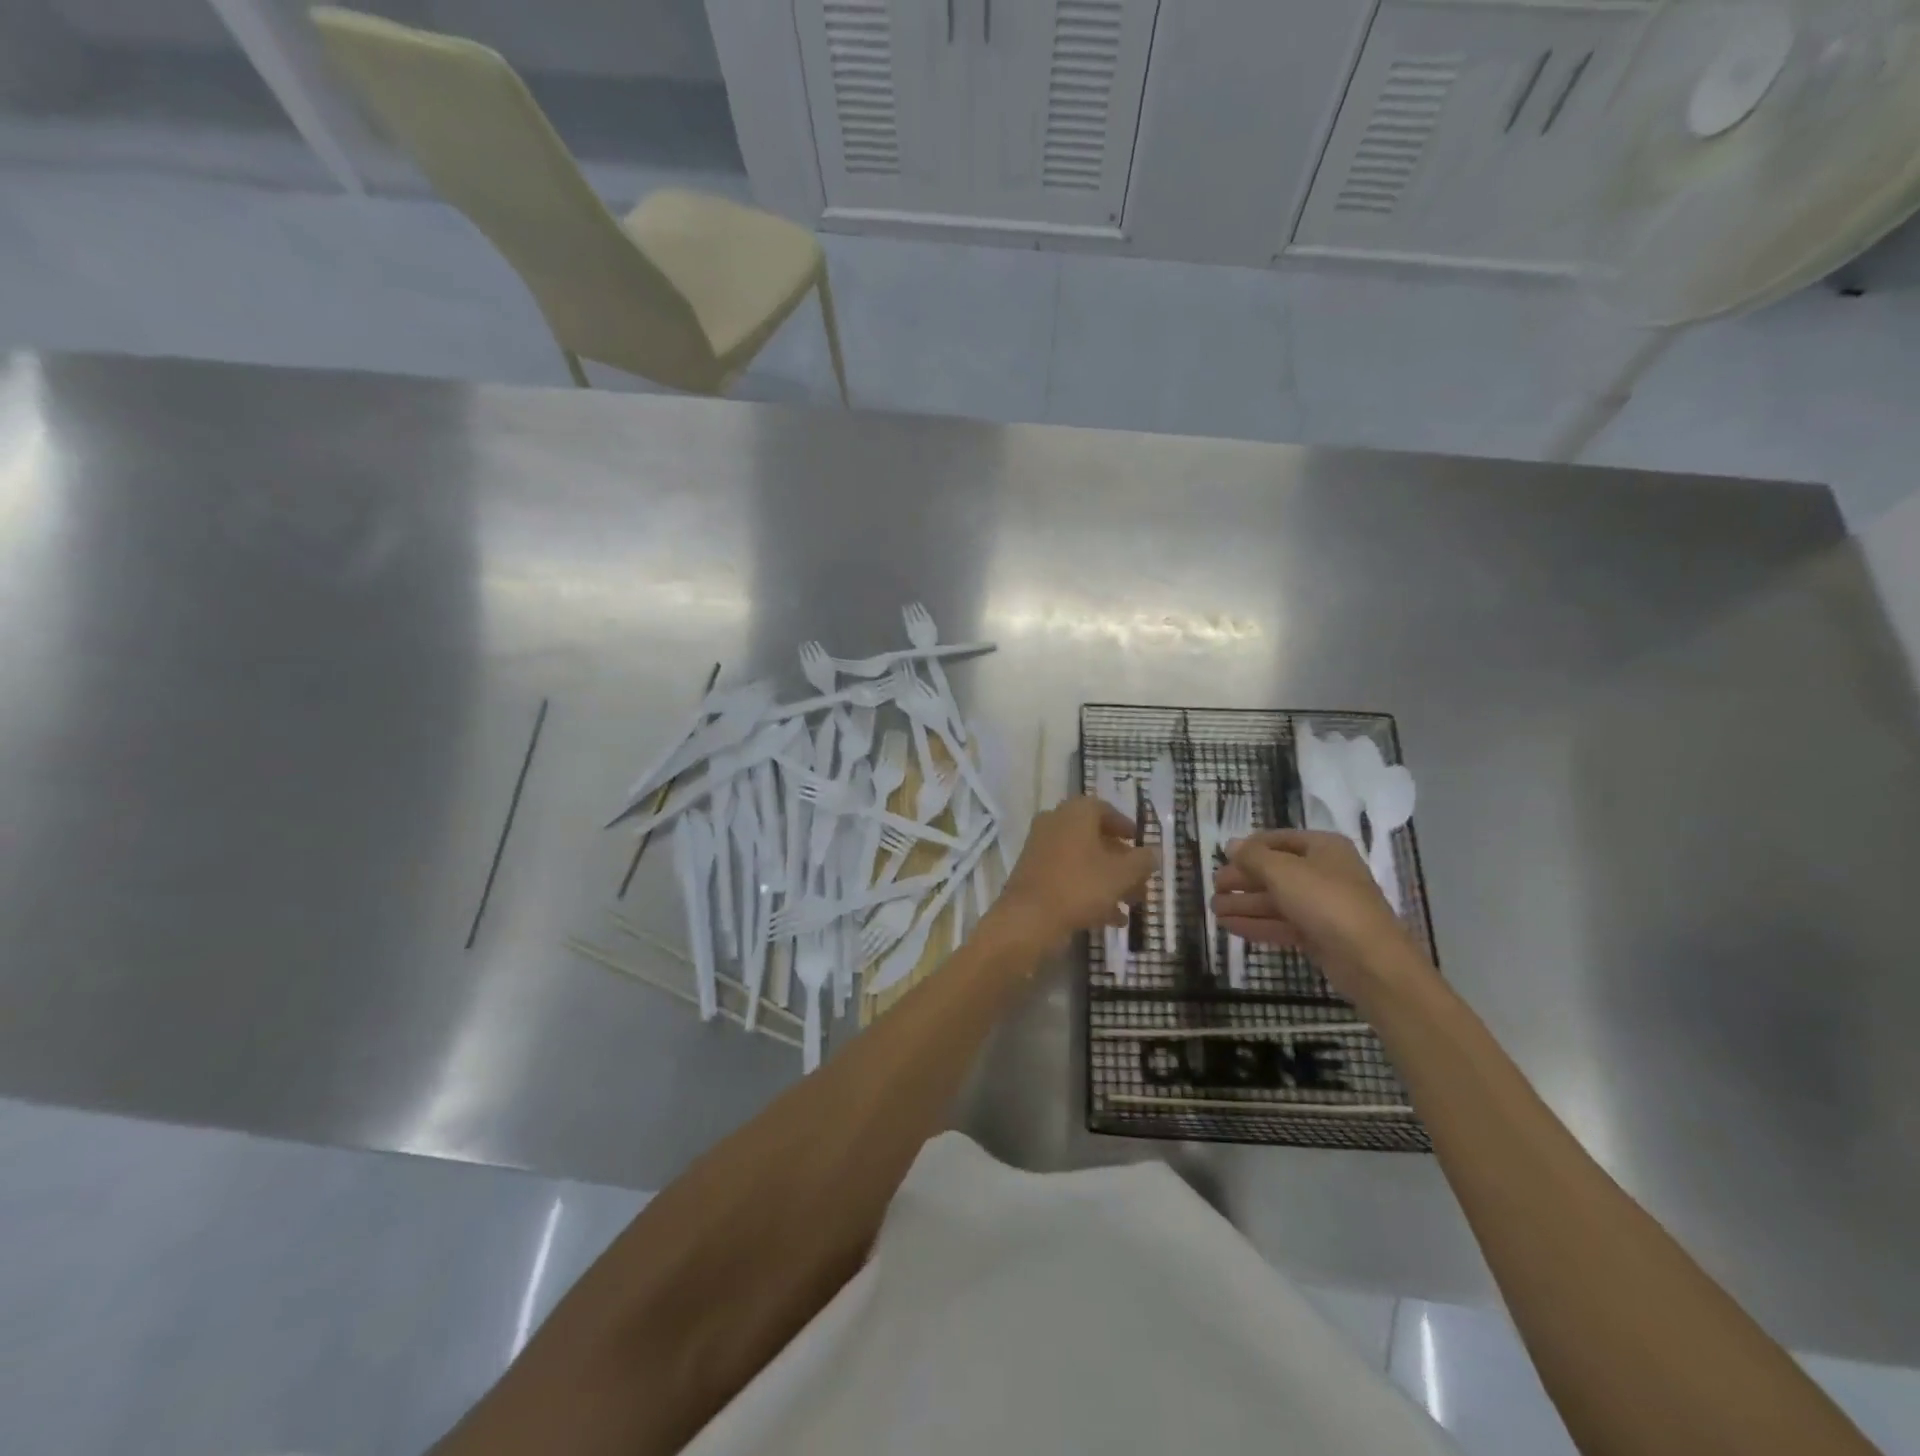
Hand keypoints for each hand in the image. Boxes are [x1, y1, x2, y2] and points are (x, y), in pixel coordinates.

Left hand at [987, 797, 1157, 953]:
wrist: (1028, 918)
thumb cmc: (1080, 886)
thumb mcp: (1122, 874)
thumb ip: (1143, 861)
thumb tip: (1153, 853)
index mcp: (1075, 812)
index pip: (1104, 809)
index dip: (1125, 826)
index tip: (1140, 843)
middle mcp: (1055, 824)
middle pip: (1095, 838)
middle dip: (1121, 861)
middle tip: (1142, 880)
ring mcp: (1040, 850)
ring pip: (1083, 861)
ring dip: (1109, 880)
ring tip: (1133, 904)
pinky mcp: (1033, 875)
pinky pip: (1068, 878)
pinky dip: (1089, 893)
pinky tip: (1112, 919)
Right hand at [1212, 829, 1432, 1001]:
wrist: (1370, 961)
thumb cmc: (1326, 902)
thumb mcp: (1282, 871)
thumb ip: (1252, 856)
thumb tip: (1231, 844)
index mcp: (1323, 848)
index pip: (1277, 840)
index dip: (1248, 847)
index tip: (1222, 858)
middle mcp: (1324, 873)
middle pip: (1275, 871)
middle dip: (1243, 880)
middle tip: (1214, 887)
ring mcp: (1323, 906)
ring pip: (1276, 900)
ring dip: (1244, 904)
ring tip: (1214, 910)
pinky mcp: (1319, 935)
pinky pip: (1282, 923)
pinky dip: (1256, 924)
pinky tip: (1229, 926)